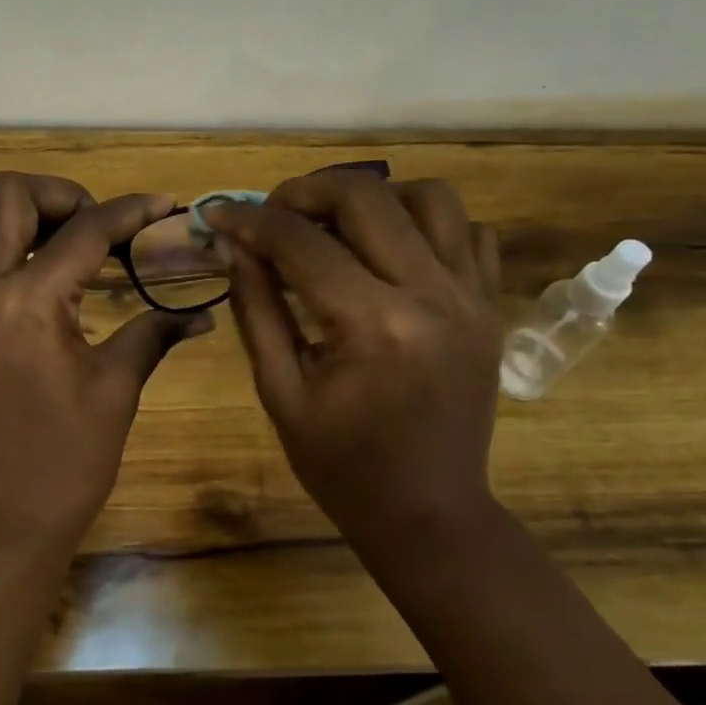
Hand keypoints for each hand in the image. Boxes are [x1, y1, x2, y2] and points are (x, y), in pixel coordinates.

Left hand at [0, 172, 212, 557]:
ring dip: (36, 224)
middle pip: (5, 198)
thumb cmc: (66, 462)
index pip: (81, 231)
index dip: (128, 210)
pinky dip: (21, 264)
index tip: (163, 203)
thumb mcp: (117, 390)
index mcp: (24, 303)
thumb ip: (153, 334)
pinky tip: (59, 302)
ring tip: (87, 255)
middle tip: (102, 226)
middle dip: (59, 194)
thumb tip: (201, 313)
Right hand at [203, 173, 502, 550]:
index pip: (301, 242)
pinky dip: (425, 224)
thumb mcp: (279, 391)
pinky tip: (389, 251)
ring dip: (373, 196)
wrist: (429, 513)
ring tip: (335, 224)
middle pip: (367, 196)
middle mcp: (431, 296)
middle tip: (272, 214)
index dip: (249, 220)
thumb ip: (256, 307)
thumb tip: (233, 245)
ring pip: (430, 197)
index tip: (216, 215)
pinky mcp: (490, 306)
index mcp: (373, 326)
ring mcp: (472, 297)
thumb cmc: (342, 465)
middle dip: (306, 191)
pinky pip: (468, 232)